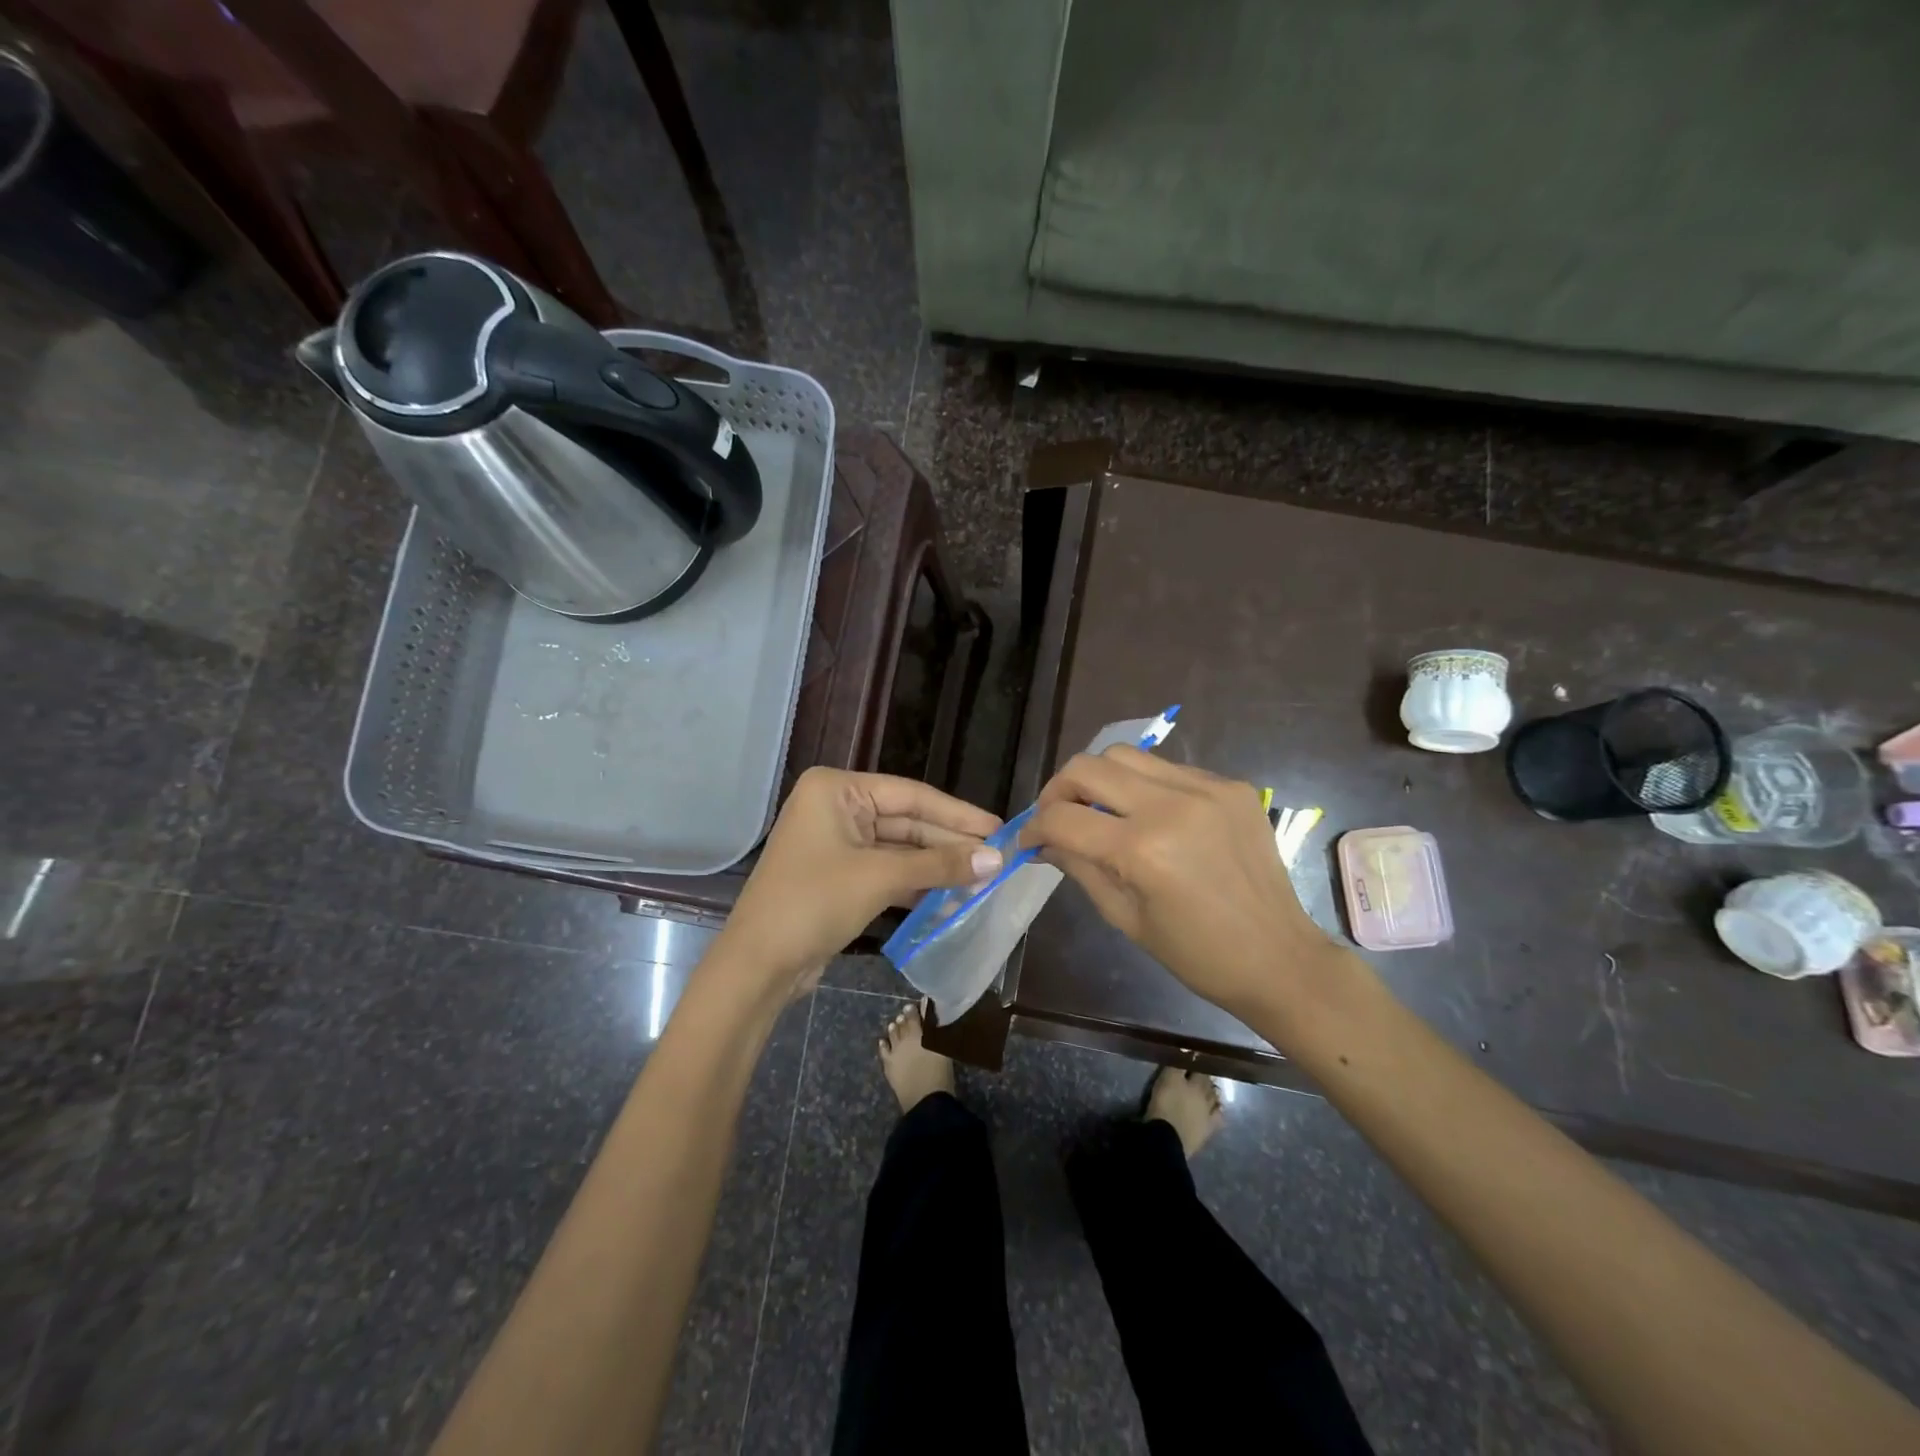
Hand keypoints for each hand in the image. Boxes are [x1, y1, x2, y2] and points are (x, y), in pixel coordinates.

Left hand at [720, 768, 1001, 996]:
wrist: (757, 966)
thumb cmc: (813, 903)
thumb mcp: (880, 878)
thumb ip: (939, 865)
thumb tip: (996, 859)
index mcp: (836, 790)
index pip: (911, 795)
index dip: (958, 815)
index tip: (999, 828)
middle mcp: (835, 808)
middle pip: (907, 822)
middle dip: (950, 845)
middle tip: (997, 860)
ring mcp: (836, 844)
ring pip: (900, 850)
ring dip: (937, 867)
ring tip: (983, 880)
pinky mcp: (839, 876)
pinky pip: (887, 872)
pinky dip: (916, 884)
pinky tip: (951, 897)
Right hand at [1020, 746, 1344, 1021]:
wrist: (1279, 957)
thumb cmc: (1196, 954)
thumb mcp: (1124, 917)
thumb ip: (1079, 867)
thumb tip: (1043, 841)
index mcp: (1142, 850)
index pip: (1063, 818)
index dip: (1034, 828)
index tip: (1029, 840)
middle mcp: (1172, 805)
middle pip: (1088, 766)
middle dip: (1059, 790)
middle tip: (1057, 816)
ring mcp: (1206, 789)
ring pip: (1126, 755)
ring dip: (1099, 778)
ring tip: (1099, 808)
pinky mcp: (1231, 785)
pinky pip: (1168, 768)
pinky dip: (1144, 785)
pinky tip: (1148, 814)